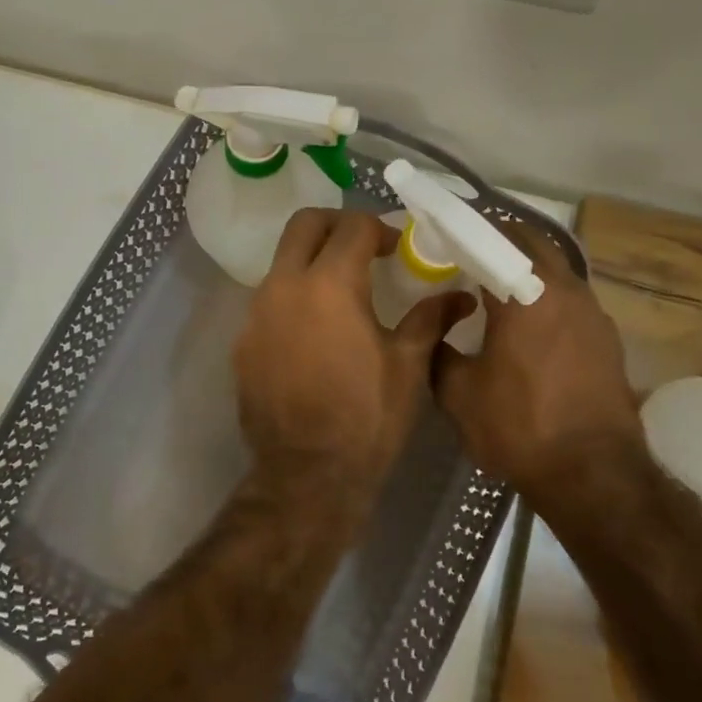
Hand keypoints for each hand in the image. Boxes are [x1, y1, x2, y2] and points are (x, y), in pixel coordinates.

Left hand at [234, 209, 470, 523]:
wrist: (307, 476)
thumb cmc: (367, 418)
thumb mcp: (408, 366)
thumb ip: (429, 319)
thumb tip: (459, 296)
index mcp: (329, 285)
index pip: (352, 227)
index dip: (379, 228)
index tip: (396, 248)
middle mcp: (284, 287)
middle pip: (303, 225)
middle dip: (336, 225)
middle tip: (363, 249)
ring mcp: (256, 315)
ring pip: (281, 262)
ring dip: (311, 262)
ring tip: (341, 293)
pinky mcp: (242, 343)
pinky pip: (268, 301)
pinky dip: (293, 298)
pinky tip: (315, 332)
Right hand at [432, 224, 642, 517]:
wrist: (595, 475)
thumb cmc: (520, 427)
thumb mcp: (459, 393)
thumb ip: (438, 352)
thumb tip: (434, 330)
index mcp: (526, 293)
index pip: (492, 239)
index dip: (464, 233)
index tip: (442, 239)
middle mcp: (565, 290)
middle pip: (532, 243)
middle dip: (499, 242)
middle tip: (468, 257)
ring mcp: (593, 313)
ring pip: (556, 270)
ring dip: (527, 269)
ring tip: (495, 290)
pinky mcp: (607, 338)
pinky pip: (570, 299)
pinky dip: (546, 297)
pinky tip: (528, 326)